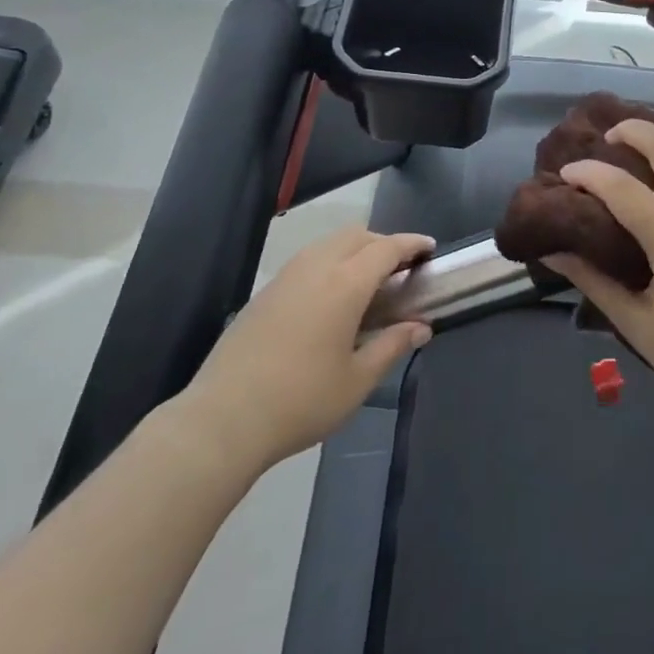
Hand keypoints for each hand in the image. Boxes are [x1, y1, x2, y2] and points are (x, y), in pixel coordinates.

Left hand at [167, 228, 434, 472]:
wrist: (224, 418)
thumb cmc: (301, 401)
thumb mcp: (357, 381)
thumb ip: (392, 346)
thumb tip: (421, 327)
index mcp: (345, 283)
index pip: (387, 247)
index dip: (411, 244)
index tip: (430, 249)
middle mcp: (316, 266)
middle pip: (357, 235)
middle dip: (384, 243)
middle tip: (401, 270)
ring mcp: (287, 275)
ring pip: (330, 243)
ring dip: (355, 250)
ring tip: (368, 283)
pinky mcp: (266, 290)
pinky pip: (309, 259)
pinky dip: (331, 262)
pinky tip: (332, 298)